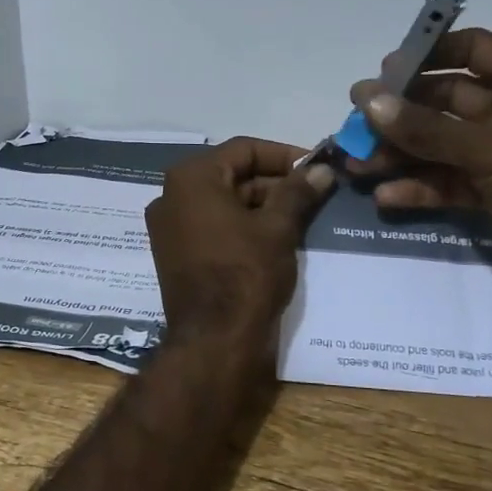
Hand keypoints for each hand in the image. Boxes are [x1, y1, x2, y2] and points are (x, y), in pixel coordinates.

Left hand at [146, 138, 335, 349]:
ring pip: (223, 202)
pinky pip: (213, 226)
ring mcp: (170, 227)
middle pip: (231, 174)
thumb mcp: (277, 228)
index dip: (284, 155)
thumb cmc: (245, 274)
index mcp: (190, 179)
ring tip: (303, 216)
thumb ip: (298, 192)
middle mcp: (171, 196)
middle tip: (315, 194)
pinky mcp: (176, 254)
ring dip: (262, 205)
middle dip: (274, 183)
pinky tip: (277, 237)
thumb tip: (321, 170)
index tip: (316, 168)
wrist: (214, 341)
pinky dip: (243, 226)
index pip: (243, 149)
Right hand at [348, 28, 491, 312]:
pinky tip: (386, 195)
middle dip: (400, 114)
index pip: (472, 50)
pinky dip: (421, 187)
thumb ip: (426, 128)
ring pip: (441, 144)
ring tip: (356, 164)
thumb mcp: (490, 150)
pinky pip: (450, 180)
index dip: (428, 55)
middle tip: (354, 124)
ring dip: (401, 153)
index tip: (383, 72)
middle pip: (445, 101)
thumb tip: (369, 101)